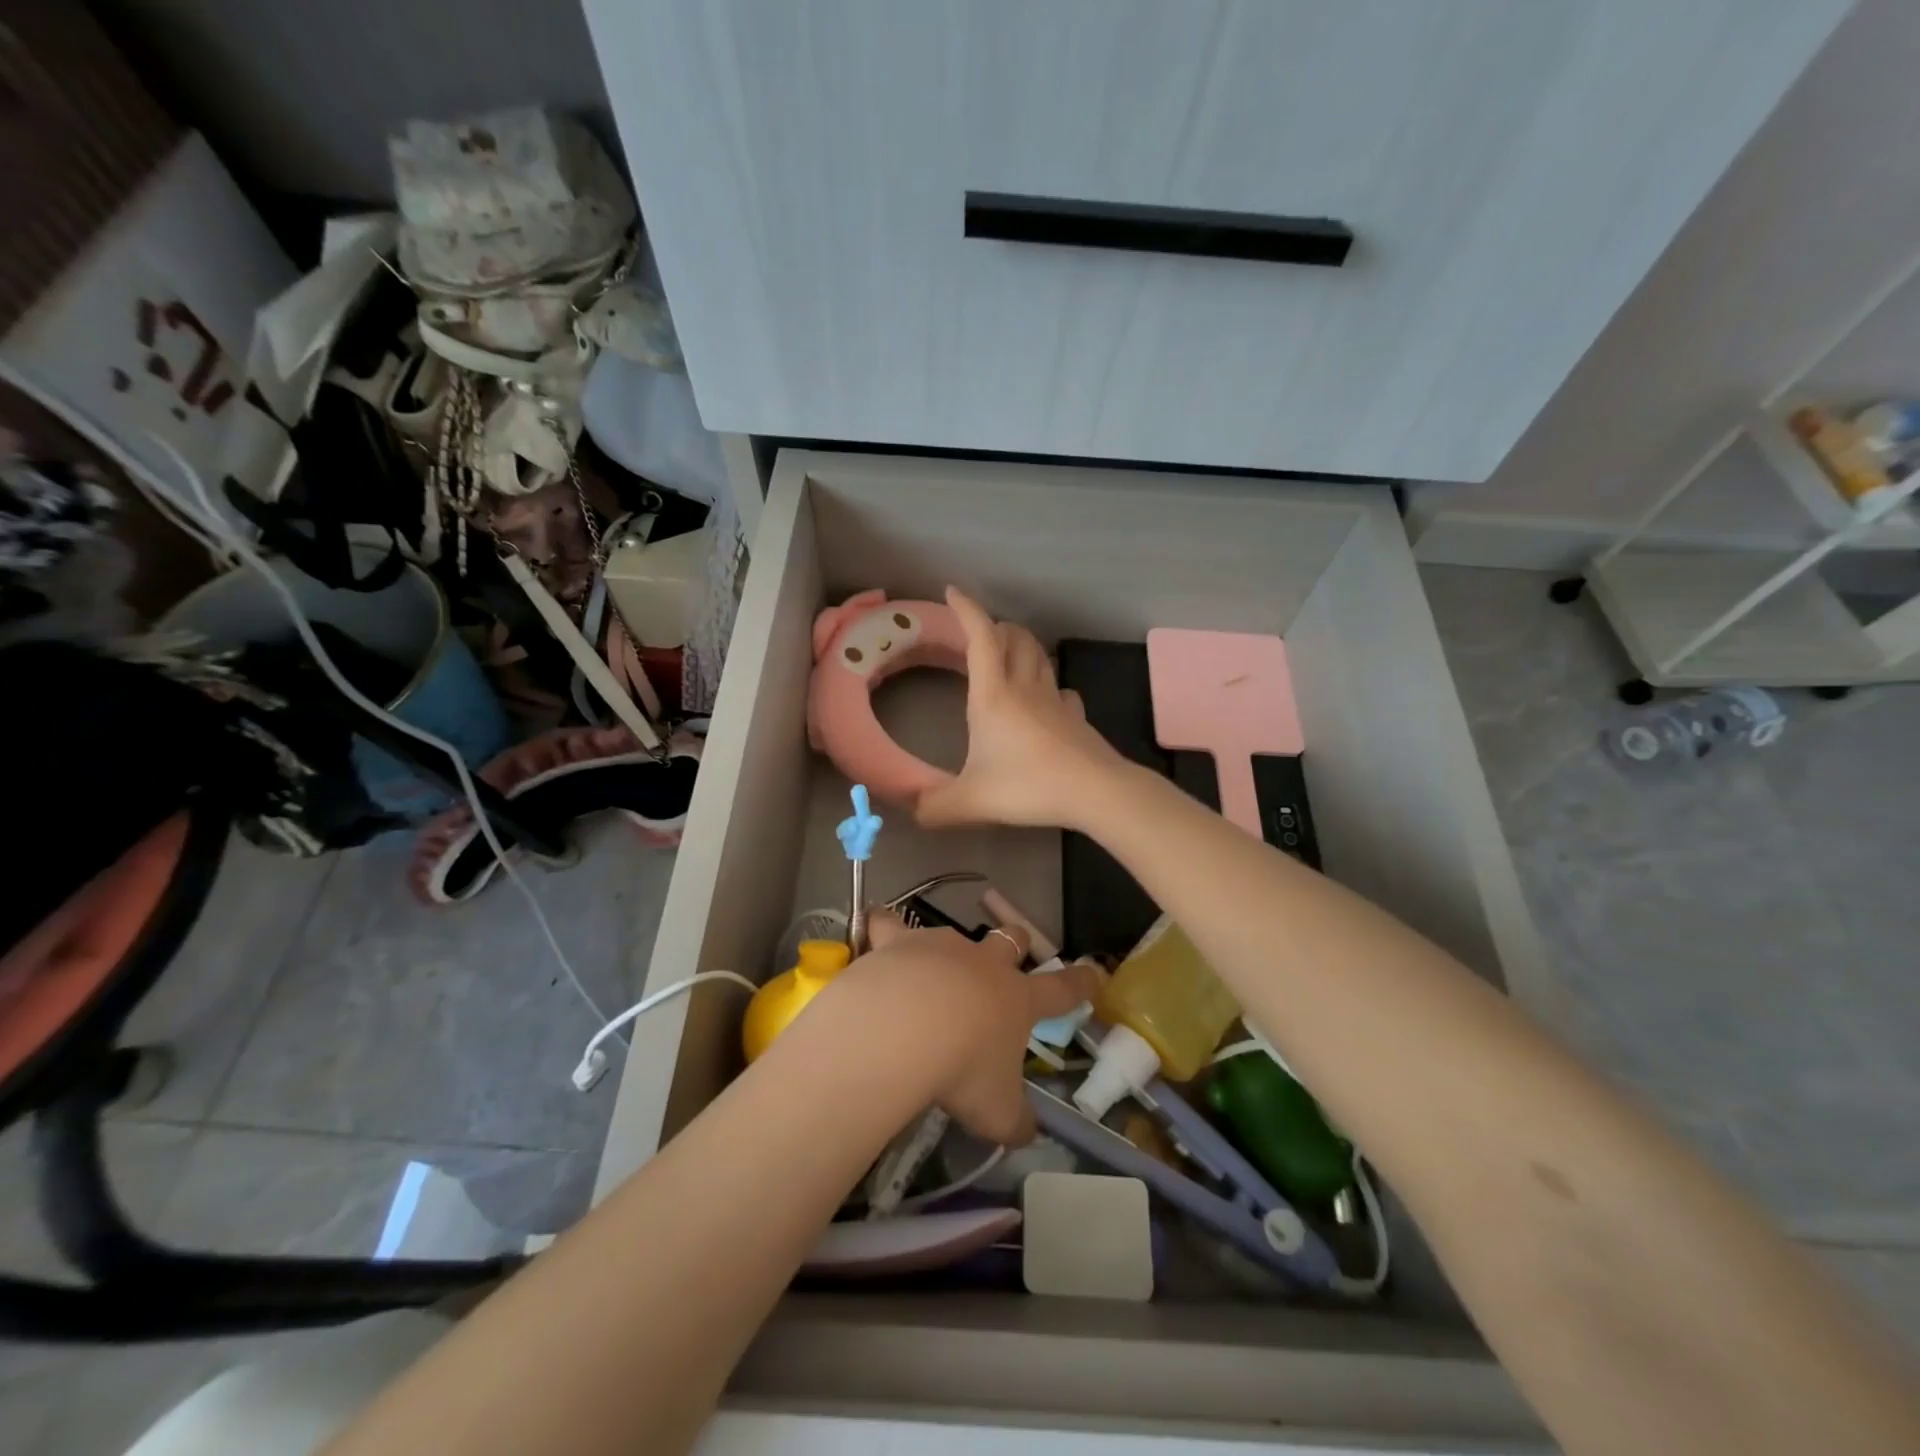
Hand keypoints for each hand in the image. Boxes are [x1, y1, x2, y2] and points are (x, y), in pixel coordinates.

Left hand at [821, 909, 1102, 1145]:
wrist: (902, 1029)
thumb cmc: (961, 1070)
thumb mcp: (997, 1112)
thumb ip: (1016, 1122)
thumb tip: (1027, 1133)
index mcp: (1017, 1000)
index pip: (1060, 990)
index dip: (1080, 983)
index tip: (1095, 972)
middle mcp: (984, 964)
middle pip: (1010, 940)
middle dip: (1015, 944)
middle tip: (1009, 953)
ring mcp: (941, 946)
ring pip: (952, 932)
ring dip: (947, 948)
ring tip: (930, 964)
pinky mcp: (899, 941)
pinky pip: (889, 924)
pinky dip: (883, 928)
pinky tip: (874, 934)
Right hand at [915, 587, 1130, 831]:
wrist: (1096, 792)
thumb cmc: (1028, 786)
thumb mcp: (971, 801)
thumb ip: (935, 807)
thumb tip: (911, 811)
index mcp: (993, 695)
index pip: (980, 637)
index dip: (966, 610)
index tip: (952, 593)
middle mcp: (1025, 688)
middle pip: (1015, 638)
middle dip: (997, 627)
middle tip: (980, 634)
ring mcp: (1055, 700)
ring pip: (1040, 658)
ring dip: (1023, 648)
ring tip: (1008, 657)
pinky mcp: (1076, 717)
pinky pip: (1061, 689)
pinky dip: (1048, 684)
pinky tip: (1045, 700)